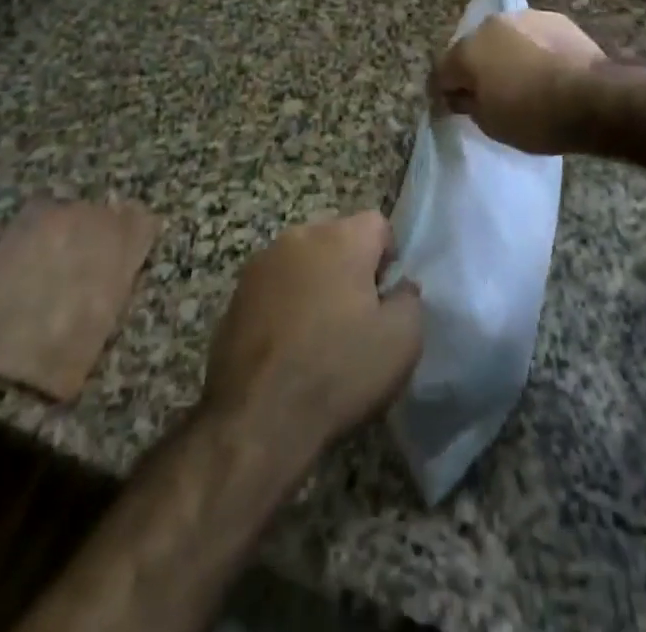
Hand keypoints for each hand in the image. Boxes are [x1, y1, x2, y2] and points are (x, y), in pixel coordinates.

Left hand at [203, 212, 422, 461]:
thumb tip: (400, 288)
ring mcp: (261, 264)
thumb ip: (410, 299)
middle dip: (349, 268)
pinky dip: (284, 307)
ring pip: (302, 262)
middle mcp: (299, 236)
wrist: (258, 420)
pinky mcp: (234, 296)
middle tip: (356, 318)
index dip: (387, 259)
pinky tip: (286, 349)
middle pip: (337, 238)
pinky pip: (273, 289)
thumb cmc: (339, 371)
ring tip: (318, 335)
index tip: (384, 299)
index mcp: (342, 237)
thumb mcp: (403, 340)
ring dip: (314, 285)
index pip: (377, 224)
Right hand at [430, 10, 605, 155]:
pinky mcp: (555, 18)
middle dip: (476, 69)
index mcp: (467, 51)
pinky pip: (533, 36)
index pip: (442, 71)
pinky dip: (533, 50)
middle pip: (473, 49)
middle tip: (489, 94)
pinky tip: (547, 69)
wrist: (593, 97)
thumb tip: (463, 94)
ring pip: (504, 38)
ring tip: (522, 80)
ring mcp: (524, 17)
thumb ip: (469, 104)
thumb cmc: (534, 117)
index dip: (444, 92)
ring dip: (506, 55)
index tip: (453, 108)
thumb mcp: (491, 124)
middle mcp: (491, 25)